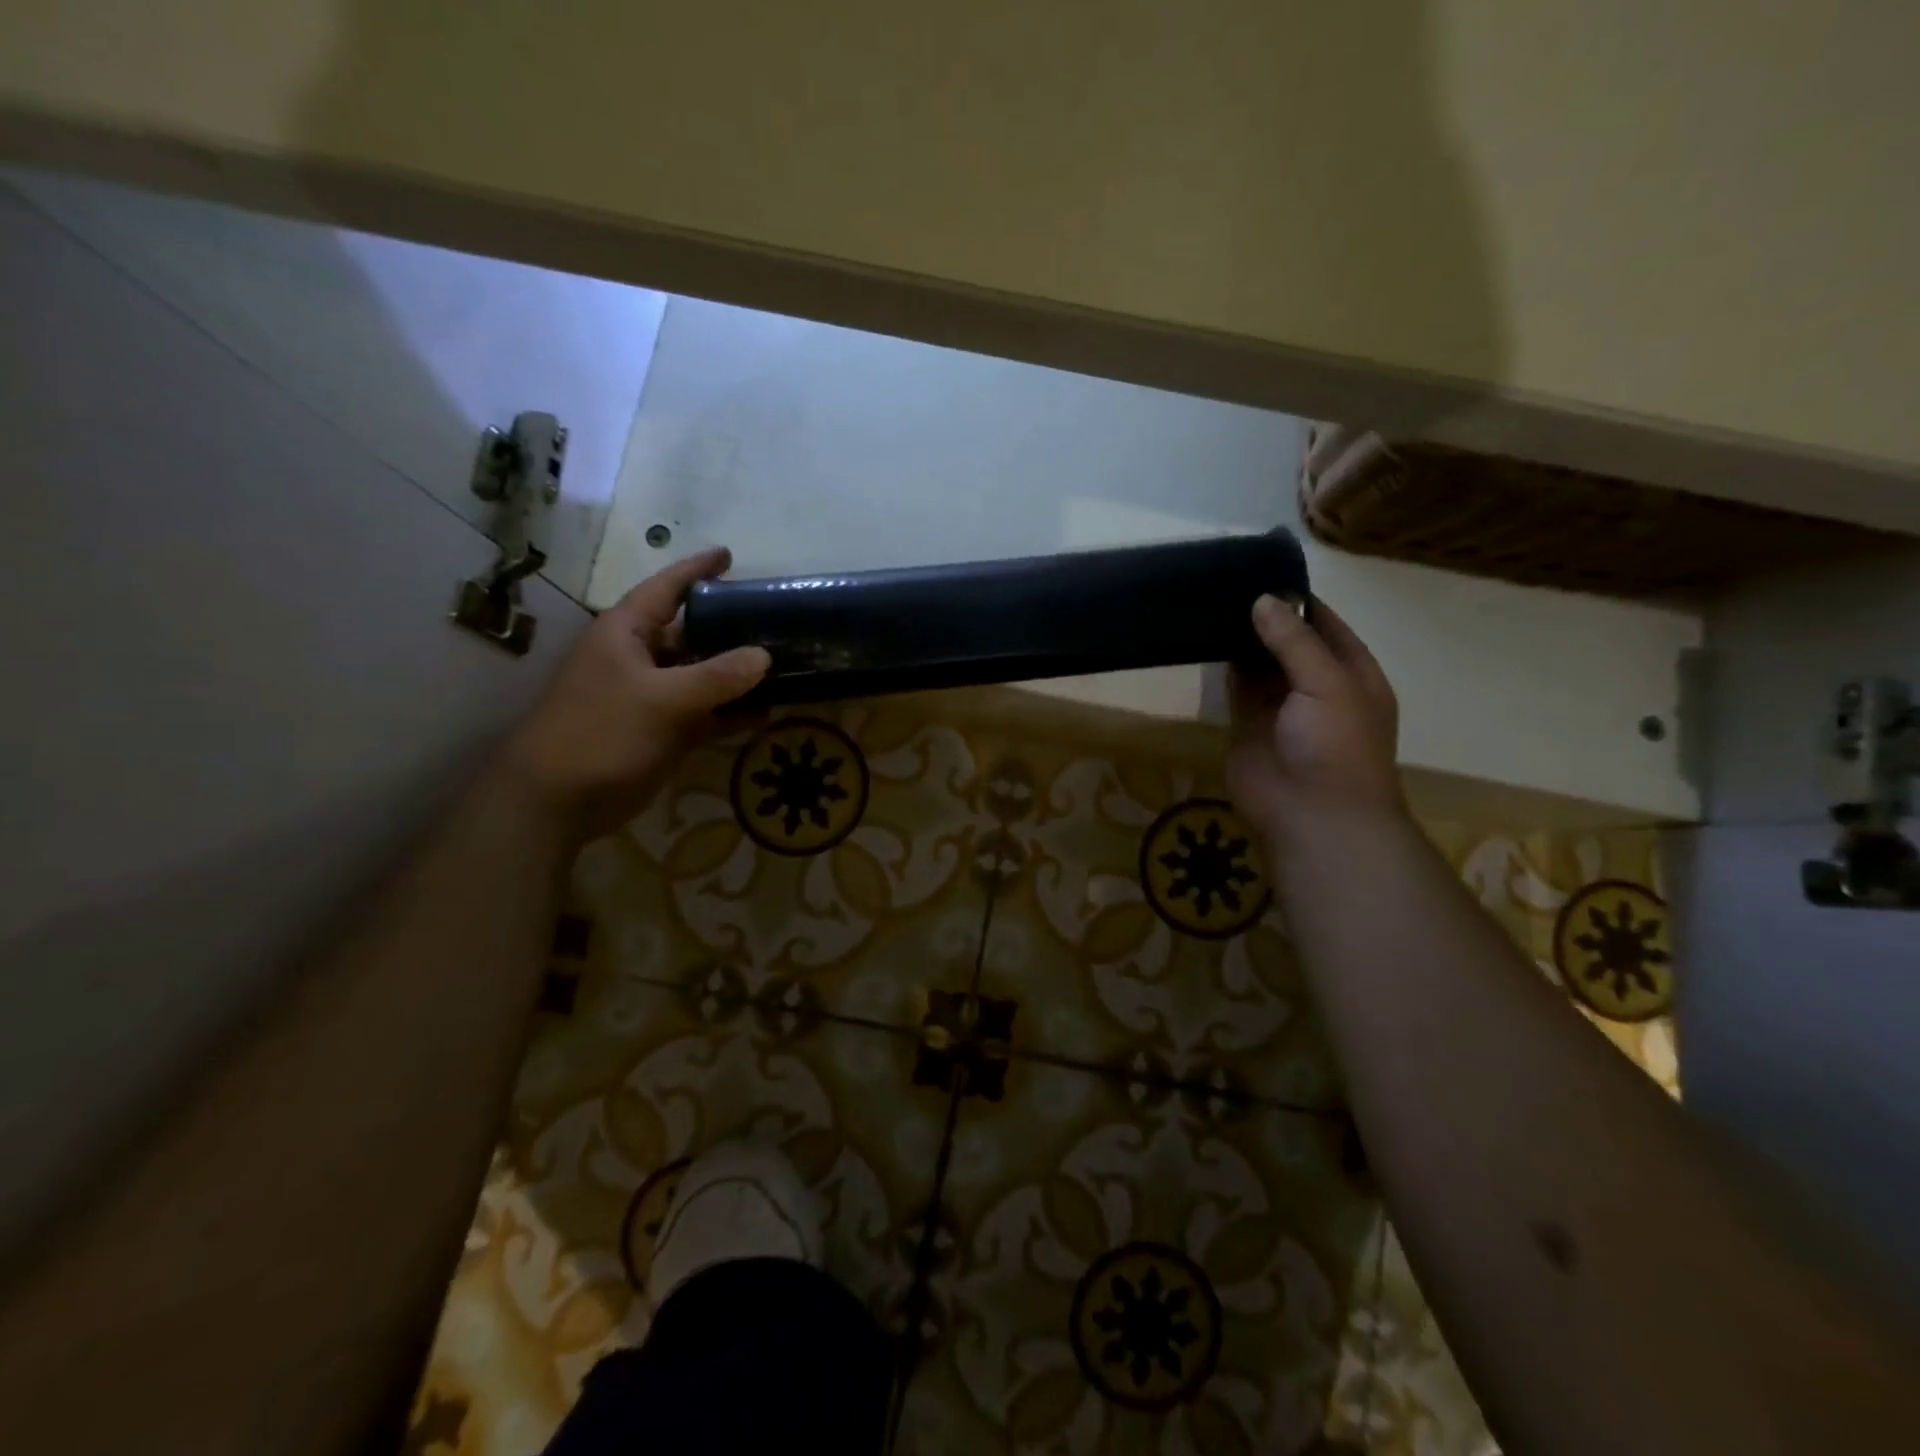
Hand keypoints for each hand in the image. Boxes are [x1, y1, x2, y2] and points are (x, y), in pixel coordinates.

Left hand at [497, 547, 769, 844]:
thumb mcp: (663, 700)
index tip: (729, 555)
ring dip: (737, 673)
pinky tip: (766, 711)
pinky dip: (731, 712)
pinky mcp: (662, 731)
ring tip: (783, 663)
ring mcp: (651, 697)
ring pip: (702, 675)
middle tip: (775, 618)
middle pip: (690, 632)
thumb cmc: (601, 734)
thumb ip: (717, 677)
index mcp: (627, 633)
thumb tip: (764, 656)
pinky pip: (704, 712)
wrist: (556, 801)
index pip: (665, 589)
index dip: (696, 570)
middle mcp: (640, 658)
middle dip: (729, 626)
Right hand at [1227, 594, 1402, 851]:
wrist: (1311, 815)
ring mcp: (1281, 707)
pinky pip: (1236, 687)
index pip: (1327, 627)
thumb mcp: (1327, 683)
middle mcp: (1317, 687)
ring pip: (1260, 663)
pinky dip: (1224, 665)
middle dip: (1266, 617)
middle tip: (1229, 582)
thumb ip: (1294, 640)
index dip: (1300, 601)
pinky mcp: (1247, 723)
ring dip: (1242, 640)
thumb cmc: (1336, 745)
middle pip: (1290, 642)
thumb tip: (1262, 600)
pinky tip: (1206, 638)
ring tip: (1213, 602)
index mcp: (1352, 675)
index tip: (1265, 572)